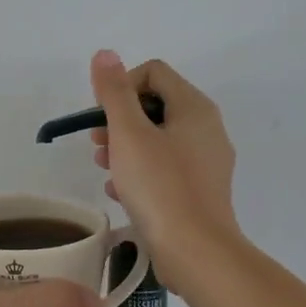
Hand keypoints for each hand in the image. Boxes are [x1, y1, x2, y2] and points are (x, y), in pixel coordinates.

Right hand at [88, 51, 240, 283]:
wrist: (196, 252)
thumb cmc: (160, 187)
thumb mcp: (129, 134)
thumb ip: (115, 92)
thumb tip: (105, 54)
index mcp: (195, 108)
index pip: (153, 72)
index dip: (121, 86)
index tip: (101, 117)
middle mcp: (207, 129)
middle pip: (155, 106)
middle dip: (120, 121)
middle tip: (98, 145)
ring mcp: (207, 162)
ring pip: (158, 140)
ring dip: (126, 148)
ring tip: (105, 170)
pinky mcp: (200, 192)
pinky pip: (165, 169)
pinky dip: (141, 173)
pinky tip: (120, 193)